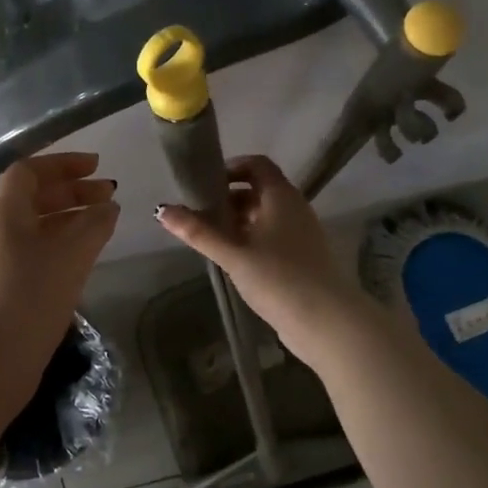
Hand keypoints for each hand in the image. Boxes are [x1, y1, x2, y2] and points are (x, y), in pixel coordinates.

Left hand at [0, 152, 119, 423]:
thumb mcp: (71, 255)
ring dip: (69, 218)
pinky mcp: (4, 287)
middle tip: (108, 194)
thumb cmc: (31, 296)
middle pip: (33, 197)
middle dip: (72, 191)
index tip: (96, 166)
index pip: (30, 171)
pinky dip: (61, 244)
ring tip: (103, 223)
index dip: (63, 164)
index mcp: (4, 212)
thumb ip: (95, 224)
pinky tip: (84, 257)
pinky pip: (34, 251)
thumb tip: (109, 207)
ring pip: (36, 226)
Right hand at [155, 155, 367, 357]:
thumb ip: (198, 232)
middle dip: (228, 199)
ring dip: (238, 221)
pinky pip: (272, 236)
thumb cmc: (278, 278)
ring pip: (265, 215)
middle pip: (258, 190)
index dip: (231, 168)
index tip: (205, 184)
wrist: (326, 322)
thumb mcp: (233, 254)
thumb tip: (161, 210)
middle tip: (199, 214)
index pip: (257, 165)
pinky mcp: (302, 257)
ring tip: (210, 238)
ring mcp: (301, 233)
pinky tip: (232, 260)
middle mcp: (294, 208)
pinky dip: (251, 239)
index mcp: (281, 196)